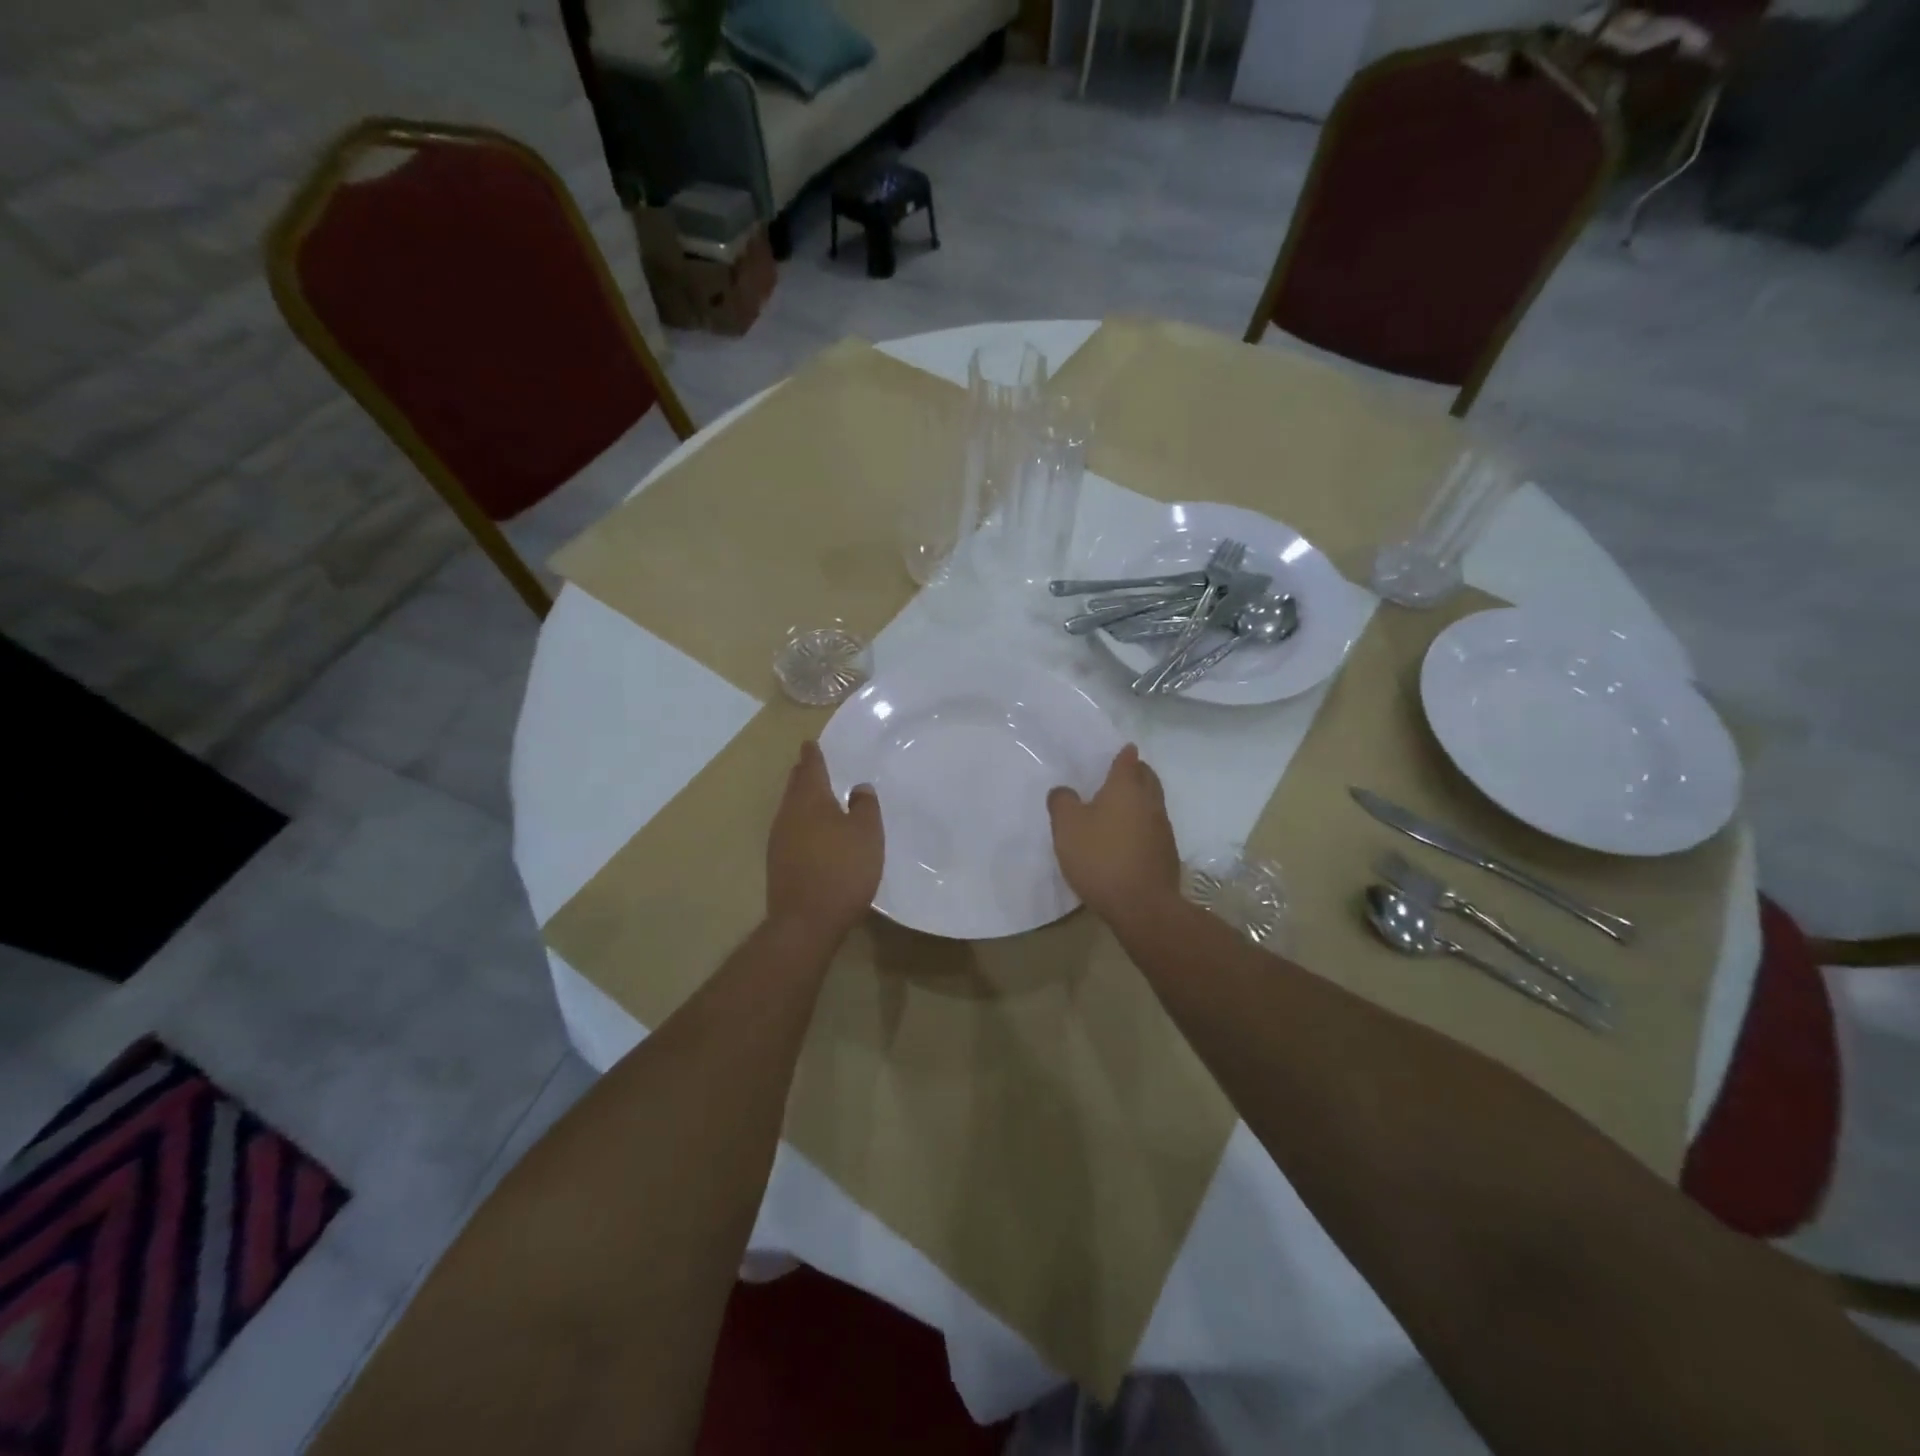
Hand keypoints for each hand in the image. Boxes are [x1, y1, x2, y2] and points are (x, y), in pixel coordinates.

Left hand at [766, 741, 883, 943]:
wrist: (806, 921)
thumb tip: (859, 787)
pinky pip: (790, 830)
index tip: (811, 743)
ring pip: (791, 809)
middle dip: (804, 774)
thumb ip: (865, 806)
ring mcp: (779, 840)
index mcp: (810, 800)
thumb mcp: (867, 834)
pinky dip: (801, 823)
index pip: (811, 768)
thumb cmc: (842, 870)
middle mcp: (789, 815)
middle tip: (812, 764)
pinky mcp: (778, 863)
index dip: (813, 754)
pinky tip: (812, 832)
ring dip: (802, 799)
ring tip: (815, 795)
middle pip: (796, 787)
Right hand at [1047, 744, 1180, 925]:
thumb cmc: (1101, 857)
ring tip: (1119, 807)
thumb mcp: (1067, 827)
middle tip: (1119, 774)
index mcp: (1126, 787)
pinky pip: (1153, 828)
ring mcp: (1162, 828)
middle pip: (1147, 777)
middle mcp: (1150, 801)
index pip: (1128, 759)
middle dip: (1136, 772)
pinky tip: (1127, 838)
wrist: (1142, 906)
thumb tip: (1063, 791)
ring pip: (1152, 803)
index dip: (1122, 753)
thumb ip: (1062, 802)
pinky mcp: (1167, 853)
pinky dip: (1141, 825)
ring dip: (1139, 800)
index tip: (1119, 750)